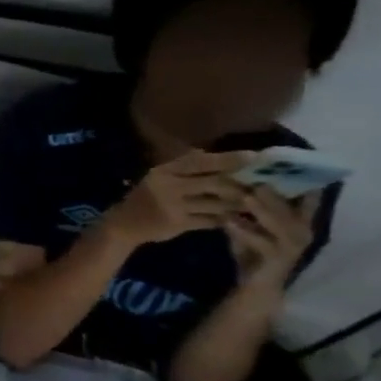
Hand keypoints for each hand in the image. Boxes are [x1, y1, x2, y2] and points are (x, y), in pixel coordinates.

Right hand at [103, 150, 249, 247]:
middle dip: (239, 186)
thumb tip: (224, 157)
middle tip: (256, 188)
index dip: (229, 159)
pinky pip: (211, 221)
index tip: (254, 157)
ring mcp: (173, 206)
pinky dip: (223, 220)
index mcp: (165, 171)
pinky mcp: (178, 224)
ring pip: (217, 203)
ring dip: (235, 205)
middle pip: (216, 183)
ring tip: (247, 204)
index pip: (201, 162)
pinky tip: (228, 219)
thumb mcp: (160, 177)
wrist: (124, 224)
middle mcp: (169, 186)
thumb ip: (187, 168)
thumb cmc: (147, 197)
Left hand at [226, 186, 317, 287]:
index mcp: (299, 221)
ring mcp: (293, 245)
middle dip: (276, 192)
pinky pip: (261, 242)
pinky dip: (244, 231)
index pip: (307, 197)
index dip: (299, 181)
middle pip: (292, 207)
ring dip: (263, 209)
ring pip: (281, 223)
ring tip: (245, 196)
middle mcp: (303, 231)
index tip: (282, 163)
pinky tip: (228, 222)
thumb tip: (234, 181)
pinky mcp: (278, 258)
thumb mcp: (251, 226)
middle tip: (257, 176)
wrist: (256, 285)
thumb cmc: (254, 251)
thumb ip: (249, 208)